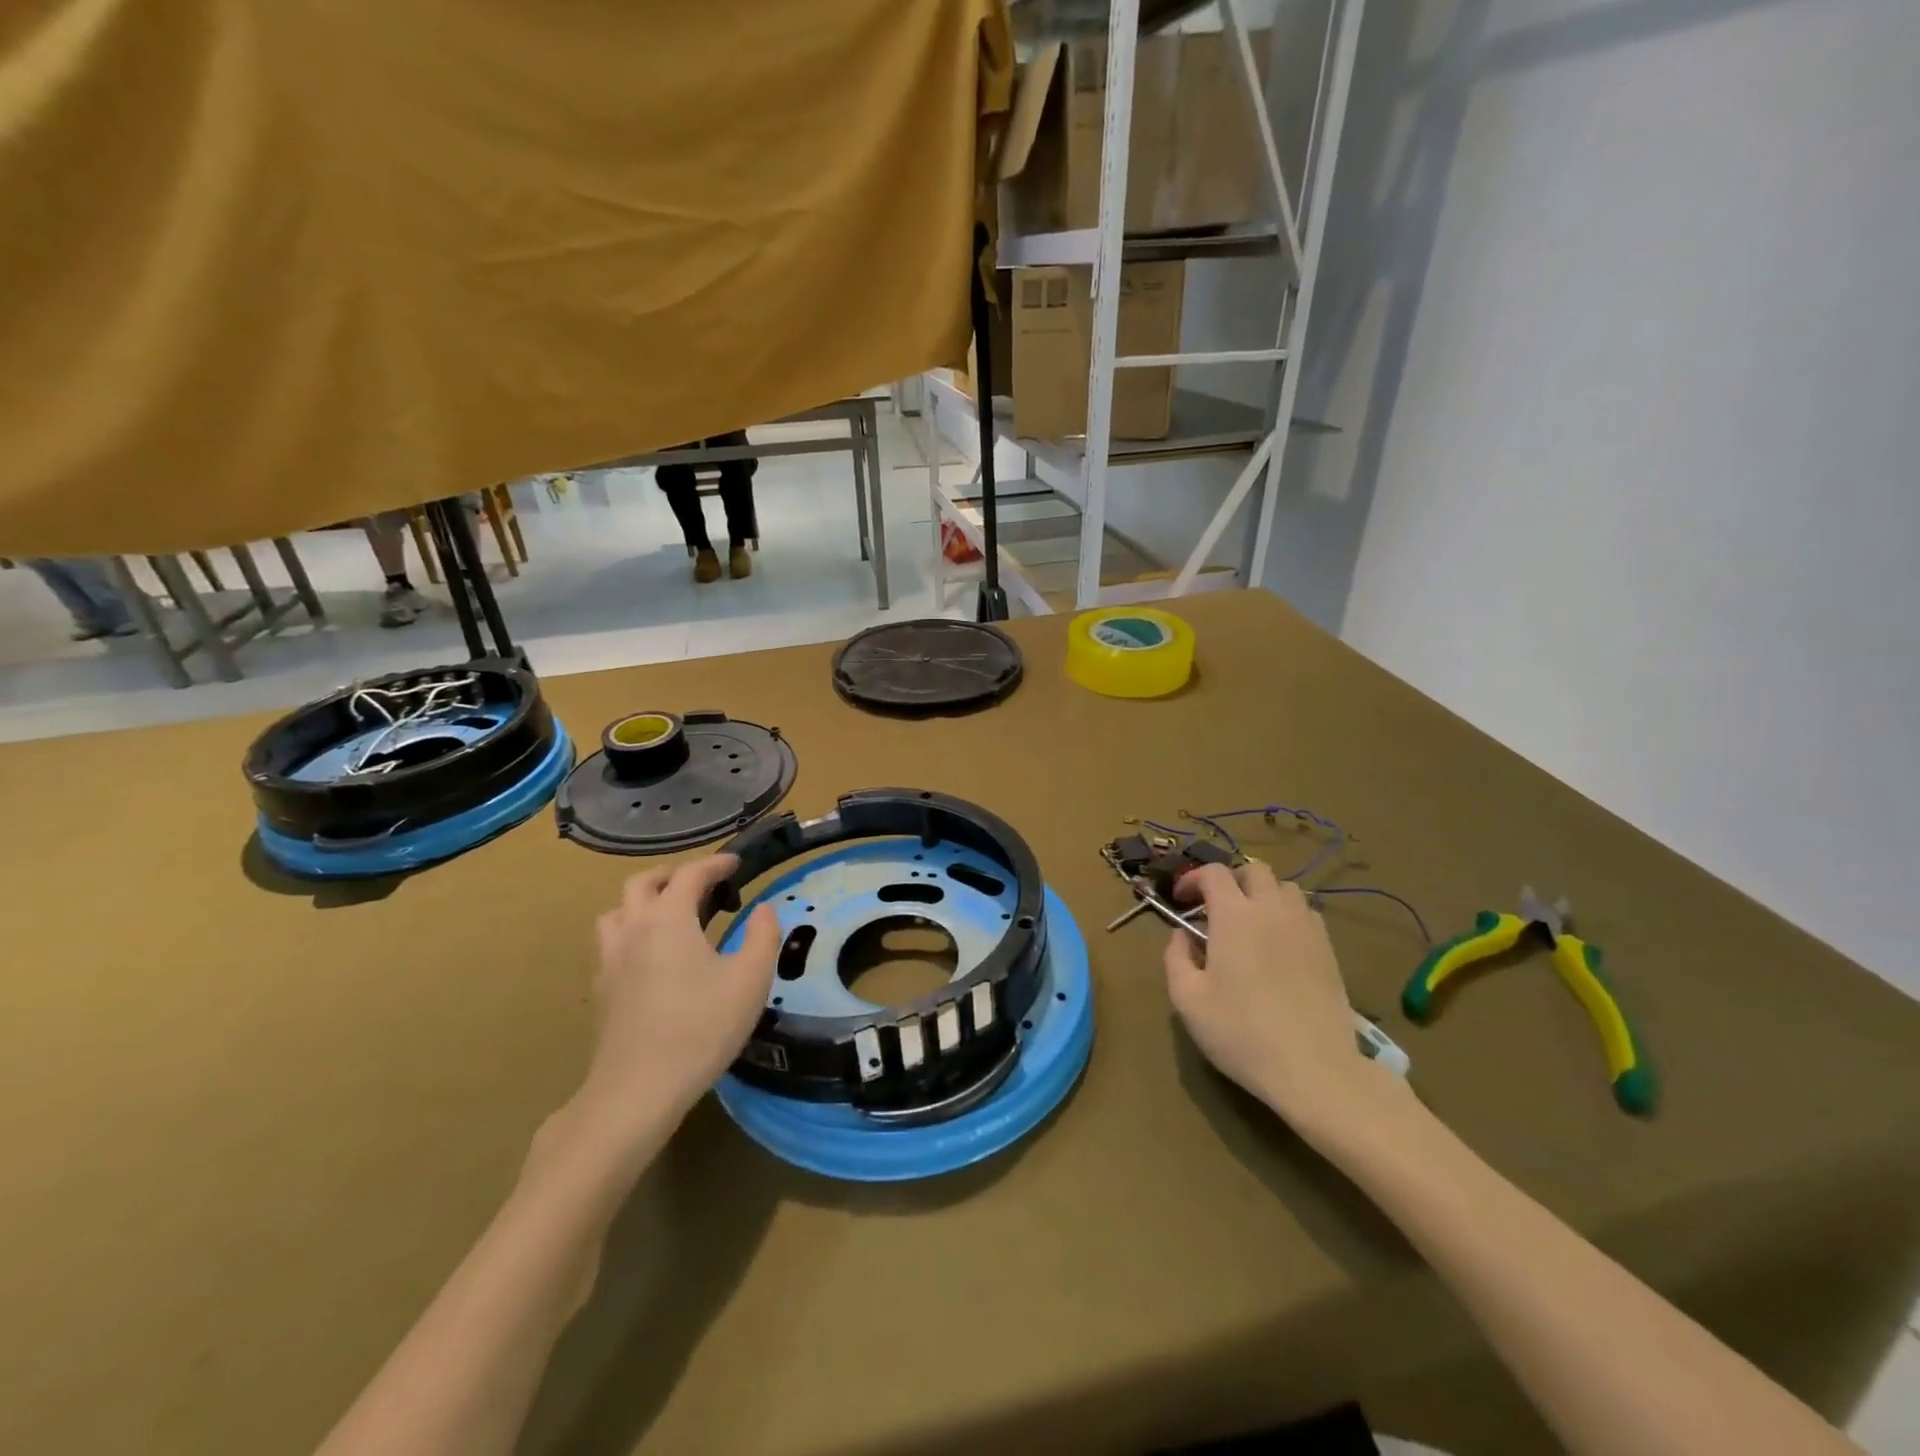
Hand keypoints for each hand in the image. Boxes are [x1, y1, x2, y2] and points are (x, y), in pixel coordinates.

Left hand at [578, 854, 780, 1127]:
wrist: (637, 1091)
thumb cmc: (701, 1028)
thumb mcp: (750, 979)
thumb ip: (763, 936)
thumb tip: (763, 910)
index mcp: (668, 918)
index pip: (690, 874)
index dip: (715, 863)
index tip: (736, 863)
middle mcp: (633, 929)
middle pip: (642, 882)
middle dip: (673, 875)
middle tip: (701, 885)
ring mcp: (609, 960)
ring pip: (617, 911)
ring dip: (643, 902)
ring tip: (670, 916)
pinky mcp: (601, 990)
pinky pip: (611, 943)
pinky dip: (632, 933)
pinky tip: (651, 958)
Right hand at [1164, 861, 1410, 1144]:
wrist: (1315, 1069)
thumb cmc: (1241, 1032)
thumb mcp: (1188, 1000)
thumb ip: (1176, 958)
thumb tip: (1181, 935)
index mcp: (1234, 916)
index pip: (1213, 873)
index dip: (1193, 878)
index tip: (1181, 900)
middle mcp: (1272, 910)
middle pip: (1254, 870)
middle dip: (1230, 880)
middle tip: (1215, 908)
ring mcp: (1305, 928)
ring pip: (1285, 888)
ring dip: (1262, 894)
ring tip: (1249, 923)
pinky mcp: (1329, 950)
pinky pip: (1306, 913)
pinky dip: (1287, 915)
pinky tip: (1279, 944)